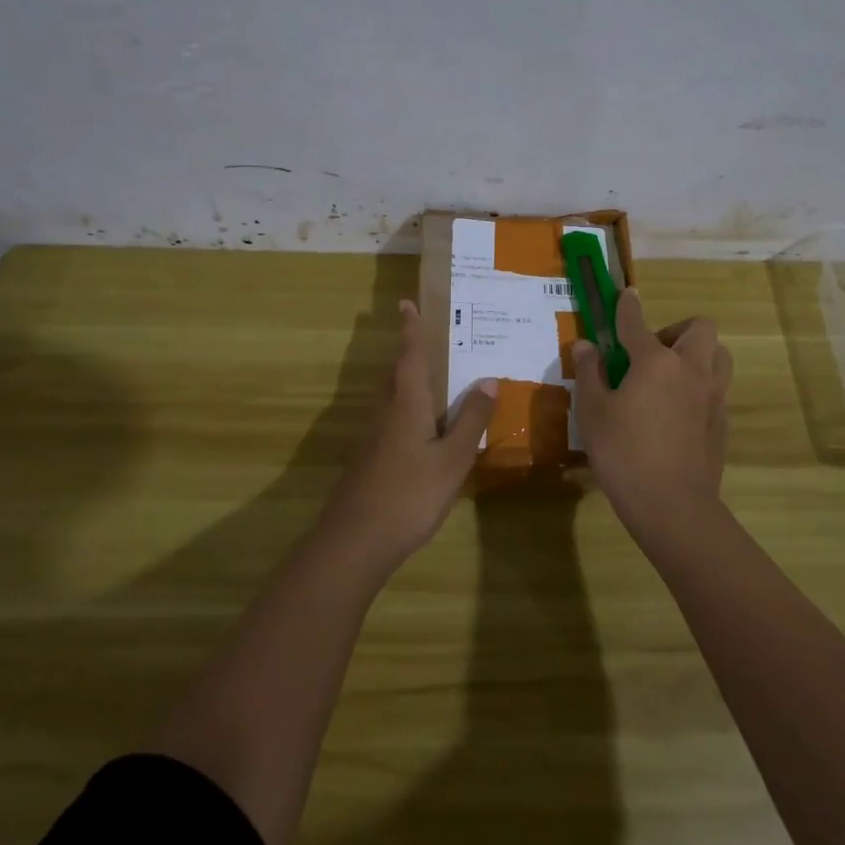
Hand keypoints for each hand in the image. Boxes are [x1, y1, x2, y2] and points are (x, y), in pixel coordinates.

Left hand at [320, 299, 497, 572]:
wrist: (355, 541)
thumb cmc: (409, 495)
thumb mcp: (453, 458)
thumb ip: (471, 419)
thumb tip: (489, 379)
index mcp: (406, 404)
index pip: (409, 356)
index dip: (411, 329)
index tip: (406, 303)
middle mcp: (385, 412)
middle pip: (397, 374)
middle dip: (409, 353)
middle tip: (429, 338)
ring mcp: (373, 437)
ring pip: (392, 398)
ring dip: (408, 382)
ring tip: (435, 379)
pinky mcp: (369, 459)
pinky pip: (392, 420)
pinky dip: (408, 410)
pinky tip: (424, 429)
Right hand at [573, 288, 732, 539]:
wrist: (673, 505)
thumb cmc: (624, 454)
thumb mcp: (593, 412)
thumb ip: (589, 373)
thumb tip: (586, 345)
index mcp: (656, 362)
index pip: (637, 324)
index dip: (628, 307)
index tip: (626, 295)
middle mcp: (691, 370)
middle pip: (699, 328)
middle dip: (676, 330)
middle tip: (651, 353)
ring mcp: (712, 395)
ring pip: (718, 354)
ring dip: (697, 353)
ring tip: (670, 376)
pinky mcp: (722, 421)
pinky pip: (717, 387)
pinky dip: (700, 385)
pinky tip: (678, 410)